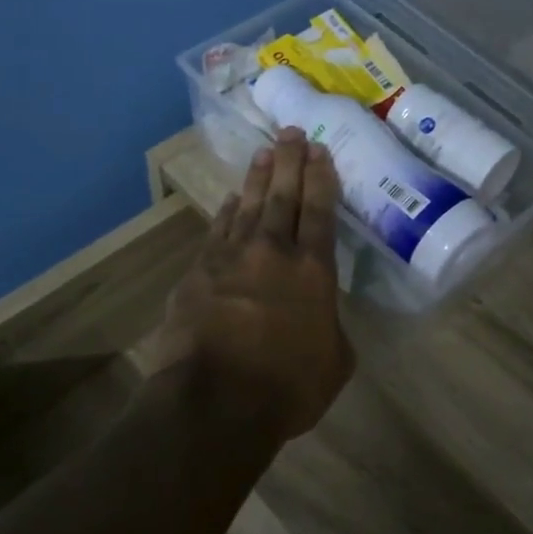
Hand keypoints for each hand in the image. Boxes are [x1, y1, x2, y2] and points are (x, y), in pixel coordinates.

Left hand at [147, 129, 355, 444]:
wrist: (215, 400)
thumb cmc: (287, 387)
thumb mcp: (334, 362)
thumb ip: (330, 328)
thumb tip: (320, 316)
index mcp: (314, 271)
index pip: (321, 211)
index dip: (321, 178)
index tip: (320, 150)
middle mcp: (274, 252)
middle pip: (283, 195)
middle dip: (290, 161)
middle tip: (292, 133)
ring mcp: (231, 257)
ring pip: (248, 205)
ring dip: (258, 177)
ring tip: (264, 151)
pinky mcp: (198, 271)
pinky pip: (218, 230)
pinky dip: (226, 211)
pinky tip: (231, 199)